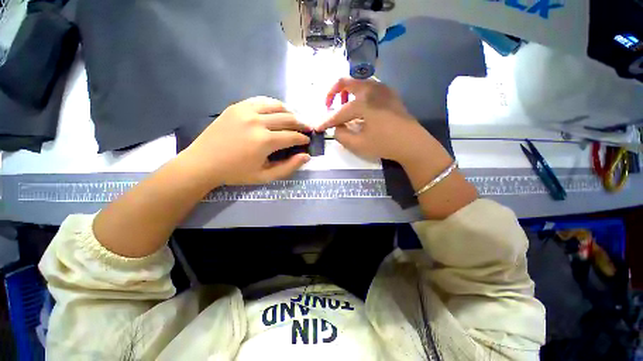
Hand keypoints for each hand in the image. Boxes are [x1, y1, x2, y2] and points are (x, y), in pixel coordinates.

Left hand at [181, 97, 311, 186]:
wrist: (204, 163)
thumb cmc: (236, 173)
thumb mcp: (265, 176)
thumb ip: (288, 167)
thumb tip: (306, 156)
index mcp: (265, 141)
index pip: (292, 136)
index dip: (303, 138)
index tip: (307, 140)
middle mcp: (257, 122)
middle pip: (288, 118)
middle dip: (301, 124)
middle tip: (306, 129)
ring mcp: (246, 111)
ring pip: (276, 106)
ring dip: (289, 112)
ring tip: (293, 119)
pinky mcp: (237, 106)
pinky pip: (261, 101)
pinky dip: (273, 105)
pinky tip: (276, 112)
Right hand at [316, 78, 447, 166]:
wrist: (413, 143)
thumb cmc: (385, 144)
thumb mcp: (359, 144)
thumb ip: (342, 135)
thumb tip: (336, 128)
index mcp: (363, 103)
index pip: (339, 112)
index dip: (326, 121)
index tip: (317, 128)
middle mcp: (372, 90)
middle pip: (346, 82)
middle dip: (333, 92)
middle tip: (328, 105)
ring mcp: (383, 90)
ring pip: (358, 82)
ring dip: (347, 92)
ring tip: (344, 106)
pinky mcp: (390, 94)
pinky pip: (369, 88)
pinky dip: (359, 94)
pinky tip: (361, 108)